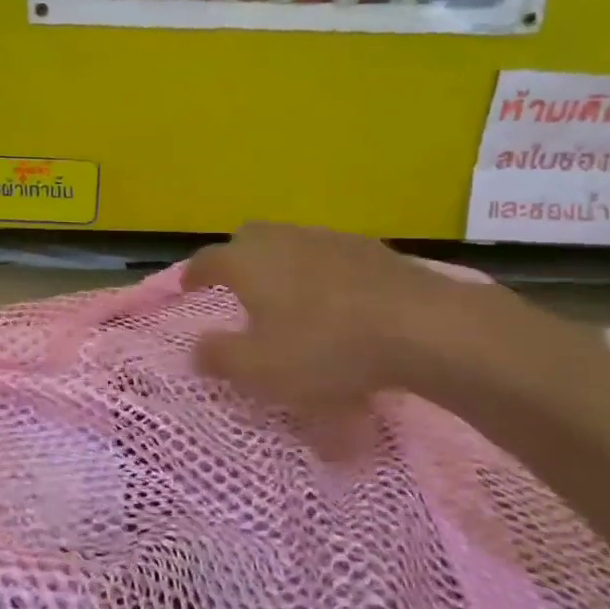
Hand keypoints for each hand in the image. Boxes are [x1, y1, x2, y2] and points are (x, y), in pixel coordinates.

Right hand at [182, 223, 506, 415]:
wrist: (422, 327)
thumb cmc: (325, 348)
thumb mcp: (259, 370)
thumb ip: (219, 358)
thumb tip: (196, 348)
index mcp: (247, 261)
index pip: (207, 260)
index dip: (193, 275)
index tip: (188, 287)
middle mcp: (283, 239)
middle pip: (248, 238)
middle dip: (236, 258)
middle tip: (237, 285)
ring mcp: (329, 238)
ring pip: (291, 242)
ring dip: (281, 263)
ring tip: (287, 294)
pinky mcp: (370, 249)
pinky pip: (329, 255)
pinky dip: (320, 271)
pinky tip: (336, 298)